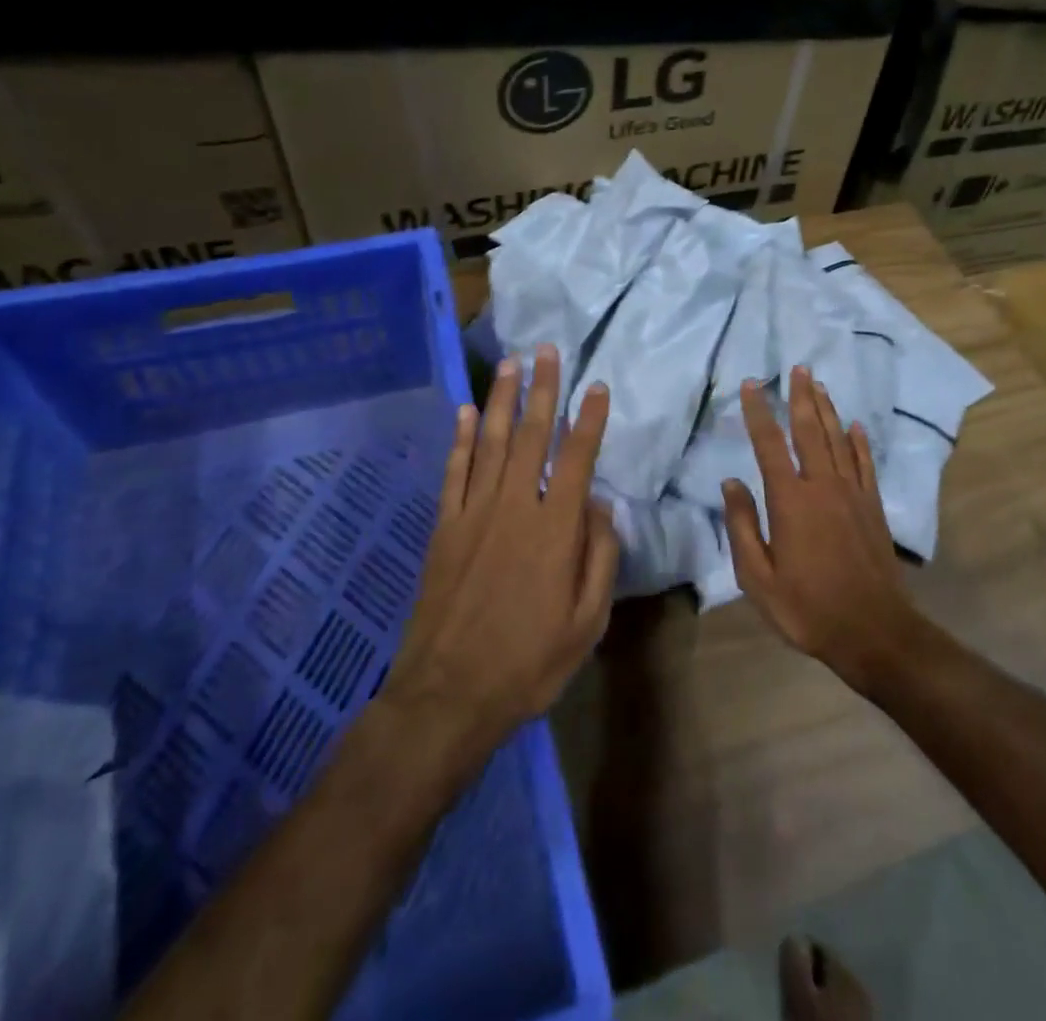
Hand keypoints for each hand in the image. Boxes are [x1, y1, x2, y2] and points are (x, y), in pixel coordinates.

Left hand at [386, 345, 617, 756]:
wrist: (448, 694)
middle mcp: (514, 508)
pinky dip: (461, 439)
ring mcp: (473, 514)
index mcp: (555, 530)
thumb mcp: (587, 623)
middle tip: (547, 351)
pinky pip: (455, 472)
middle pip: (532, 437)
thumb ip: (599, 558)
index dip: (588, 420)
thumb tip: (601, 506)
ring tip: (513, 365)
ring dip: (504, 401)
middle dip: (542, 390)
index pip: (576, 459)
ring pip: (492, 443)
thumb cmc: (529, 663)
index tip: (595, 386)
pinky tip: (466, 412)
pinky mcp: (444, 528)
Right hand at [723, 366, 922, 693]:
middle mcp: (822, 486)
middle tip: (798, 367)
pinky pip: (865, 464)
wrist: (873, 631)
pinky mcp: (874, 507)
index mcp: (790, 500)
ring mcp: (853, 494)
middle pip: (810, 430)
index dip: (758, 412)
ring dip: (827, 410)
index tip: (751, 385)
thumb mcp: (758, 577)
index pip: (769, 444)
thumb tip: (731, 482)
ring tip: (819, 384)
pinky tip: (855, 425)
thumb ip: (742, 526)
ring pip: (838, 440)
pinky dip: (859, 441)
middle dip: (801, 397)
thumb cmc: (807, 607)